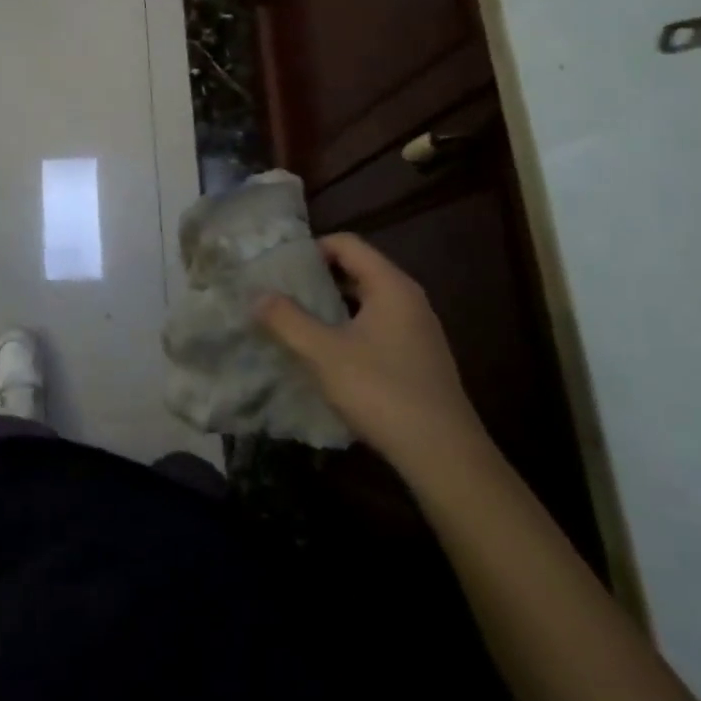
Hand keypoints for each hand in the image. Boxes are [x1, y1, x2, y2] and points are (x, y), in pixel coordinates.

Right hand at [255, 233, 481, 467]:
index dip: (310, 248)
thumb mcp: (323, 353)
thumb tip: (257, 295)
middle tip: (279, 291)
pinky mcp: (417, 359)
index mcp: (391, 286)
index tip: (279, 267)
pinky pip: (375, 327)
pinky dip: (347, 329)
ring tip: (293, 320)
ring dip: (329, 306)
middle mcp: (408, 300)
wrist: (444, 456)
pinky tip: (324, 354)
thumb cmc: (382, 392)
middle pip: (356, 270)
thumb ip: (287, 320)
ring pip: (365, 301)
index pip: (347, 244)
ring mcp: (416, 330)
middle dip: (316, 278)